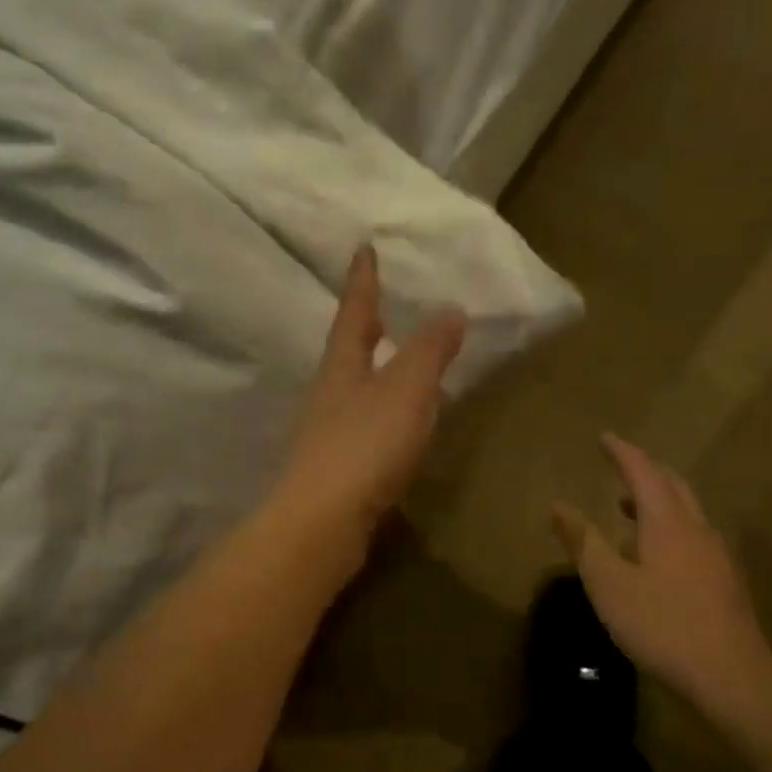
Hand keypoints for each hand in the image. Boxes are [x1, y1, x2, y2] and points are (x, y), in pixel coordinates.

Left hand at [271, 245, 465, 565]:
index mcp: (342, 366)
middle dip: (364, 326)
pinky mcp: (334, 469)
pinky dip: (380, 413)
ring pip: (352, 389)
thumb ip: (429, 350)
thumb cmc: (364, 447)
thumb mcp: (406, 390)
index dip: (363, 282)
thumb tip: (450, 309)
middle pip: (347, 350)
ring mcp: (326, 433)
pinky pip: (361, 426)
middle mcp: (328, 393)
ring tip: (394, 362)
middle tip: (381, 307)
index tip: (363, 249)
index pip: (354, 313)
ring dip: (372, 370)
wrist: (322, 522)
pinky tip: (394, 427)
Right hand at [553, 435, 771, 710]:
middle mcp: (696, 529)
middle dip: (645, 470)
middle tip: (619, 465)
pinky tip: (656, 554)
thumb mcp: (609, 584)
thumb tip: (558, 506)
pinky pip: (693, 534)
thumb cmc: (662, 624)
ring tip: (629, 507)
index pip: (643, 472)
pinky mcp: (724, 580)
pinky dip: (670, 525)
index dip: (622, 452)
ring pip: (687, 510)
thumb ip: (583, 542)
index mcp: (667, 522)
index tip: (605, 437)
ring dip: (658, 498)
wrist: (731, 675)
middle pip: (673, 484)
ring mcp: (716, 555)